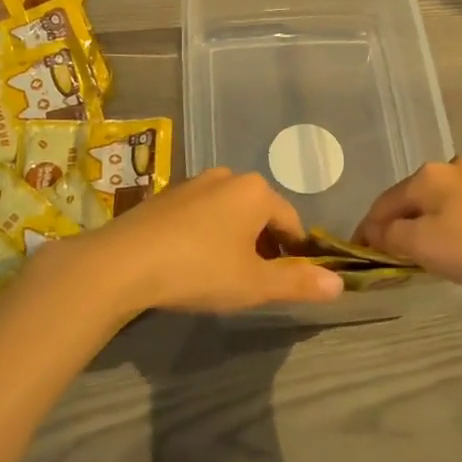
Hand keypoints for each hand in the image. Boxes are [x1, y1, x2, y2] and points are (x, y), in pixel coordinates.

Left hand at [28, 168, 343, 322]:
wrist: (121, 263)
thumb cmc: (198, 269)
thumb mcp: (254, 284)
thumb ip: (297, 282)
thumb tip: (340, 285)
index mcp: (256, 191)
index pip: (291, 223)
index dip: (294, 255)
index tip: (284, 283)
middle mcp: (227, 176)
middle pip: (260, 215)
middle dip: (262, 246)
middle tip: (250, 283)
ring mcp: (193, 182)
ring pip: (229, 213)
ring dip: (233, 240)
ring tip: (219, 275)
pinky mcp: (165, 196)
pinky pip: (200, 214)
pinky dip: (204, 234)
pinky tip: (189, 262)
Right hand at [354, 155, 461, 304]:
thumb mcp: (424, 246)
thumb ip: (391, 235)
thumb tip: (375, 231)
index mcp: (427, 176)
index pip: (382, 204)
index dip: (367, 231)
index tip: (360, 256)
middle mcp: (452, 166)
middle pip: (411, 199)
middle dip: (398, 226)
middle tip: (395, 258)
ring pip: (439, 201)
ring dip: (427, 224)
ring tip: (429, 254)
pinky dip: (454, 223)